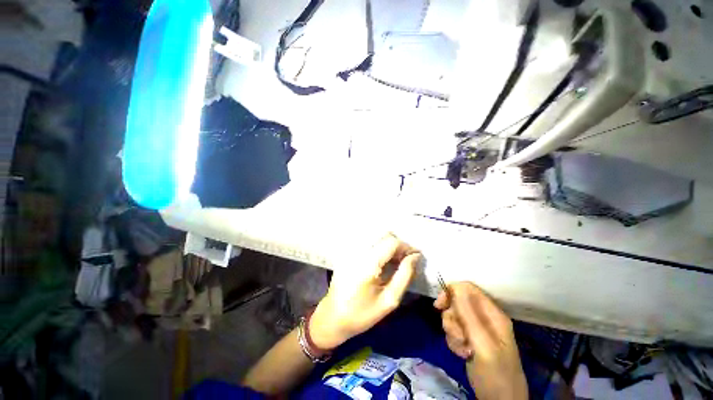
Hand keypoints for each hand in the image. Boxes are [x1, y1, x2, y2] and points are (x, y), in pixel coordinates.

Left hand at [309, 234, 421, 349]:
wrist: (332, 317)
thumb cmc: (362, 314)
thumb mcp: (389, 300)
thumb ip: (404, 275)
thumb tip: (415, 256)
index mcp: (367, 264)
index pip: (391, 242)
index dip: (406, 246)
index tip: (416, 256)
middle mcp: (358, 251)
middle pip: (384, 236)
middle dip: (398, 245)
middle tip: (406, 260)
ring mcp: (350, 250)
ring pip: (376, 237)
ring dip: (389, 245)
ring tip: (395, 261)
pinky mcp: (347, 252)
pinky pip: (368, 242)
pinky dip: (379, 247)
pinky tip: (382, 261)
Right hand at [434, 282, 527, 399]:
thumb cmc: (495, 372)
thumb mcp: (483, 344)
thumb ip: (469, 315)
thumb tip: (455, 287)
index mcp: (492, 313)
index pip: (468, 289)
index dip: (452, 292)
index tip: (440, 305)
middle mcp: (483, 317)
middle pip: (457, 302)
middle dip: (452, 317)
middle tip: (457, 334)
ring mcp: (476, 329)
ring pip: (453, 316)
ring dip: (452, 331)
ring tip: (463, 348)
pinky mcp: (469, 339)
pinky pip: (453, 330)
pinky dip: (453, 341)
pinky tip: (462, 353)